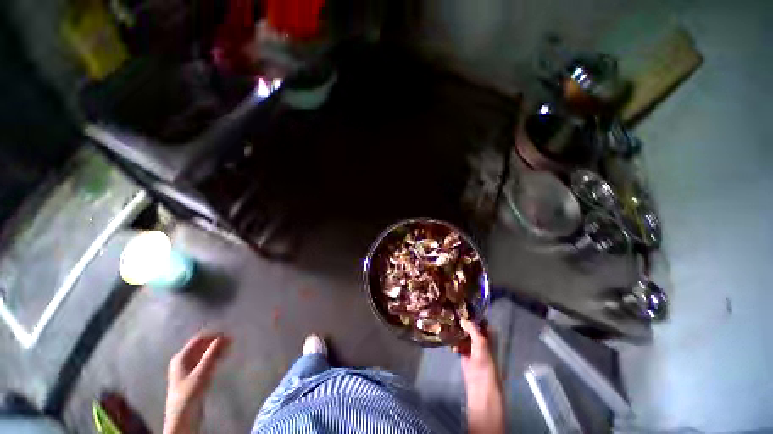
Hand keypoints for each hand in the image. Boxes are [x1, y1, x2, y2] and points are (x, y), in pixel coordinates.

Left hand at [164, 333, 230, 433]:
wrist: (183, 418)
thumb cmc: (190, 394)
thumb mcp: (202, 373)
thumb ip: (212, 354)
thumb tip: (223, 336)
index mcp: (181, 357)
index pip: (198, 339)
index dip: (213, 335)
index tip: (229, 336)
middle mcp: (182, 360)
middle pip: (200, 346)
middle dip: (215, 342)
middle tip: (232, 342)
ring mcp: (186, 369)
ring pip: (203, 354)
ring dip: (215, 350)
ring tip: (229, 350)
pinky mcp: (191, 377)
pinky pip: (203, 362)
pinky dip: (213, 358)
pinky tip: (222, 360)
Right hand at [454, 320, 504, 433]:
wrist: (481, 382)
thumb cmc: (485, 360)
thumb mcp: (481, 341)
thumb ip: (472, 328)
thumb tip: (462, 318)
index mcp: (488, 333)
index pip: (478, 319)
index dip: (470, 313)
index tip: (459, 306)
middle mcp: (480, 336)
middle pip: (469, 325)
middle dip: (460, 321)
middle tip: (450, 313)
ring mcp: (471, 344)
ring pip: (462, 332)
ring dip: (455, 330)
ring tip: (446, 323)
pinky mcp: (464, 351)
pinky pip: (457, 341)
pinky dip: (453, 341)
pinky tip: (449, 340)